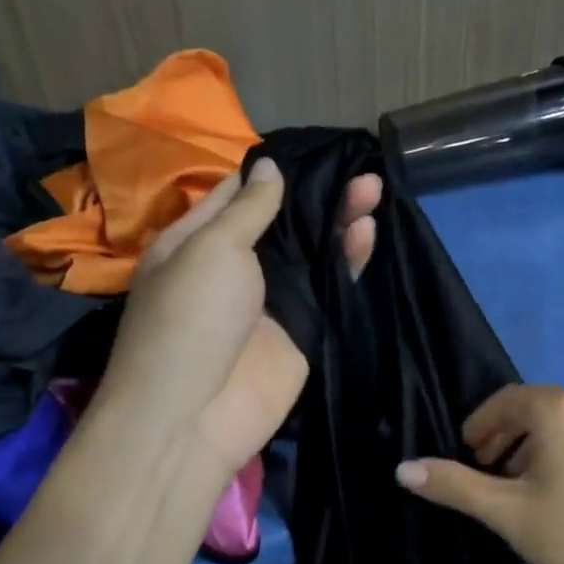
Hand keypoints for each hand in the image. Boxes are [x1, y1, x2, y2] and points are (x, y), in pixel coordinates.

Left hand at [96, 158, 379, 496]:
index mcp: (198, 240)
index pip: (239, 193)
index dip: (274, 170)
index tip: (315, 148)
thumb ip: (249, 210)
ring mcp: (272, 299)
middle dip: (317, 195)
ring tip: (373, 189)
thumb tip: (269, 167)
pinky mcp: (302, 329)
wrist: (196, 415)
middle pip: (283, 222)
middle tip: (359, 169)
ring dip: (339, 222)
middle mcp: (235, 266)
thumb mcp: (211, 249)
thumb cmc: (190, 318)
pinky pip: (329, 288)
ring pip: (312, 253)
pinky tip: (368, 231)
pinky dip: (349, 261)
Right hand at [395, 385, 563, 563]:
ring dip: (536, 448)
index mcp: (557, 409)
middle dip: (505, 439)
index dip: (479, 428)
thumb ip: (458, 488)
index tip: (467, 459)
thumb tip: (404, 469)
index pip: (503, 402)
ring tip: (526, 491)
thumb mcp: (513, 514)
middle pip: (534, 410)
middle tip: (490, 476)